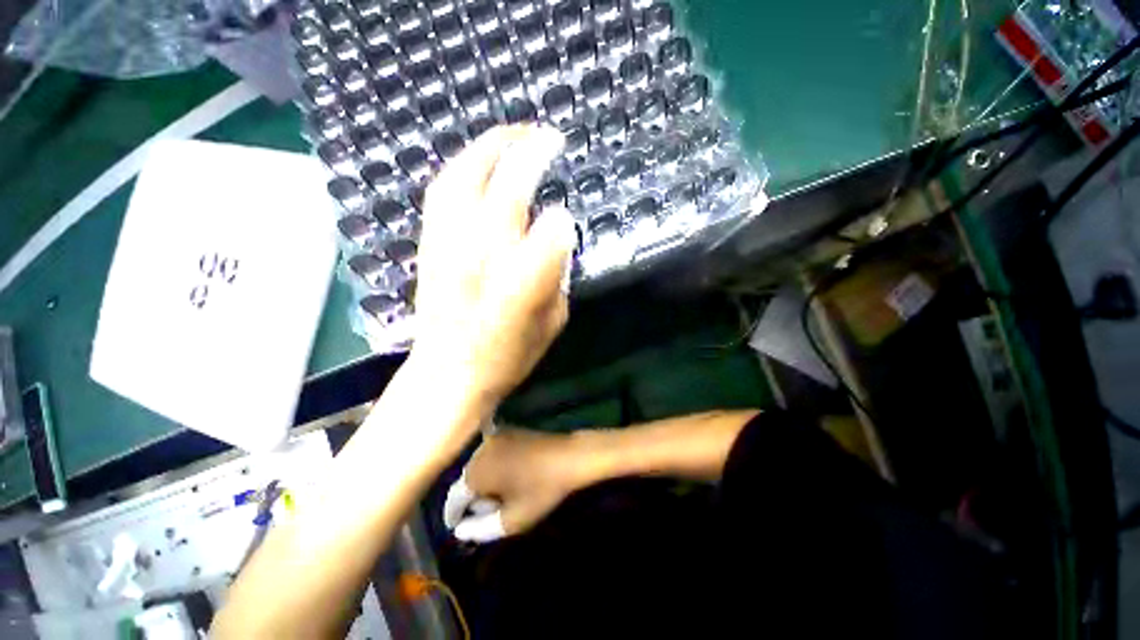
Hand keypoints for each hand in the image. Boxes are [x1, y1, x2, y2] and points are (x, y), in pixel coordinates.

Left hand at [410, 125, 576, 413]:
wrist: (448, 374)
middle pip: (508, 185)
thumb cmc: (507, 356)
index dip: (562, 220)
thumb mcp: (552, 322)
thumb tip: (556, 235)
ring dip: (491, 148)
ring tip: (512, 136)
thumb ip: (558, 274)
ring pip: (466, 176)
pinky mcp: (430, 244)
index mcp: (523, 281)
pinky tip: (476, 164)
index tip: (566, 217)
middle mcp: (485, 253)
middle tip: (547, 136)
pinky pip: (442, 192)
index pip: (552, 231)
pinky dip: (461, 168)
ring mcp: (451, 243)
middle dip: (530, 152)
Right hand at [443, 428, 589, 541]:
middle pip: (466, 480)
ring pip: (479, 465)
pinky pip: (492, 452)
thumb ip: (481, 529)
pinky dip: (494, 465)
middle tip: (490, 512)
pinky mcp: (508, 430)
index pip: (455, 498)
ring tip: (503, 495)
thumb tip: (460, 530)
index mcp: (476, 472)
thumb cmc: (541, 490)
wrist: (567, 456)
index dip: (454, 515)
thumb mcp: (512, 519)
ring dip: (484, 481)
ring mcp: (495, 436)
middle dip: (473, 498)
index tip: (458, 528)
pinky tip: (509, 475)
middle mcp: (480, 450)